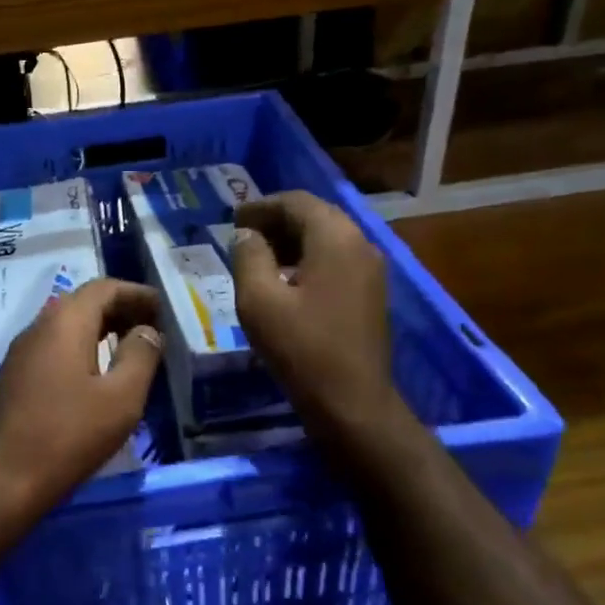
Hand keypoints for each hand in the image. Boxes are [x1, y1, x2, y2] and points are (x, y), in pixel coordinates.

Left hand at [0, 278, 164, 519]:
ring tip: (129, 349)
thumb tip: (147, 331)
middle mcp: (37, 328)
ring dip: (99, 330)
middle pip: (82, 304)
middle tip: (150, 327)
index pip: (103, 288)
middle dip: (119, 309)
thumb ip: (140, 356)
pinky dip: (81, 349)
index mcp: (64, 323)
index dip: (136, 293)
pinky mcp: (13, 380)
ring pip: (65, 327)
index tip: (162, 308)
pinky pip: (53, 349)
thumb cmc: (67, 436)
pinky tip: (96, 375)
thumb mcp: (120, 398)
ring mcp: (20, 355)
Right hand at [228, 191, 399, 434]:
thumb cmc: (301, 348)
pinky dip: (308, 261)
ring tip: (258, 258)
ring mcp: (371, 270)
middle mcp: (360, 244)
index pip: (296, 202)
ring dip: (292, 242)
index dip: (261, 206)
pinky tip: (285, 282)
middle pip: (315, 217)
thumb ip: (249, 257)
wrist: (352, 402)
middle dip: (277, 221)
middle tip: (242, 235)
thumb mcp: (259, 301)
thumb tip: (248, 235)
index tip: (233, 218)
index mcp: (335, 237)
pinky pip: (336, 262)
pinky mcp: (371, 295)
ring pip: (327, 240)